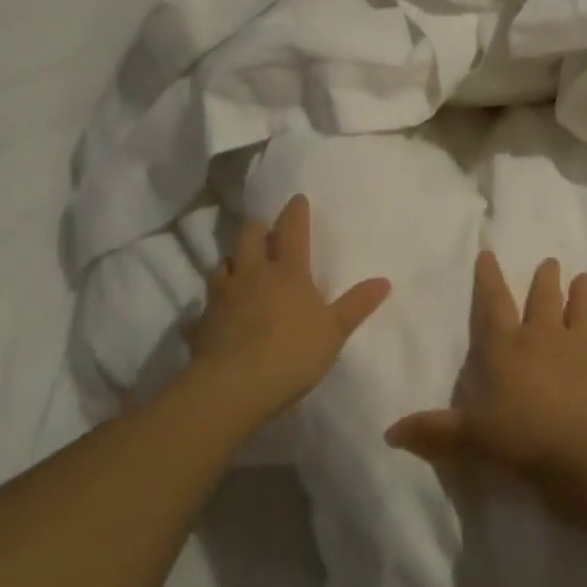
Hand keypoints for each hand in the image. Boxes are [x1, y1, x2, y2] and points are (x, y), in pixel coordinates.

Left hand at [188, 194, 391, 422]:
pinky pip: (203, 307)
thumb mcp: (334, 331)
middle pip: (249, 235)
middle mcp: (253, 273)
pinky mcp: (202, 321)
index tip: (297, 199)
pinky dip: (210, 307)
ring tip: (238, 268)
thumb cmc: (292, 353)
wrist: (234, 386)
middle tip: (263, 230)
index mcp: (288, 272)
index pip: (292, 230)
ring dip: (232, 262)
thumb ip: (357, 305)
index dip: (295, 212)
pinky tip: (212, 316)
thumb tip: (384, 281)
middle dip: (256, 227)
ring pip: (222, 264)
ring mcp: (223, 295)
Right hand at [384, 250, 586, 483]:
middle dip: (545, 281)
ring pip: (582, 313)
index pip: (493, 305)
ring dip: (582, 295)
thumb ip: (434, 431)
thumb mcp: (471, 437)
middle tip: (550, 261)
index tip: (488, 253)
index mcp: (507, 347)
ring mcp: (581, 349)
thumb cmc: (523, 438)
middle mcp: (543, 338)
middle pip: (543, 301)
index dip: (488, 279)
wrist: (585, 451)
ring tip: (584, 277)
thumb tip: (390, 433)